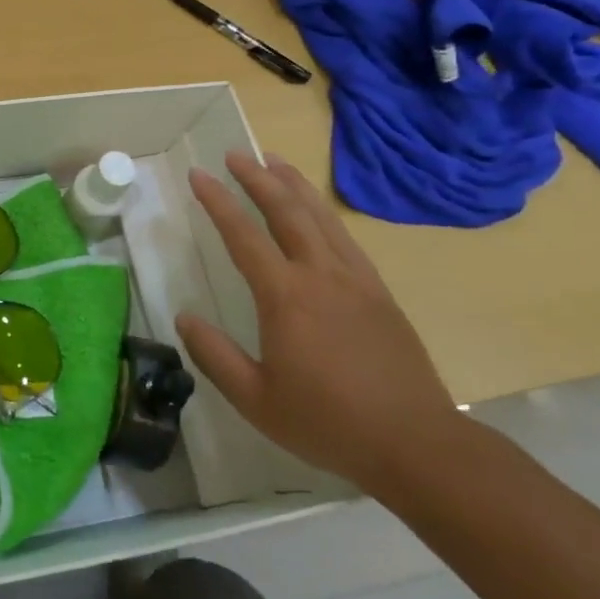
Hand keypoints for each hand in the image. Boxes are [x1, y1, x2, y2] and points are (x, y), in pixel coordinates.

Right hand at [178, 154, 463, 495]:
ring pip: (321, 217)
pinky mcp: (379, 293)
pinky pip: (346, 239)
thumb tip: (183, 318)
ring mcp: (356, 281)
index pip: (243, 236)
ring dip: (294, 185)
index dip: (218, 202)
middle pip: (286, 211)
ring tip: (275, 161)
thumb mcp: (256, 400)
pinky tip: (317, 213)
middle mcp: (321, 276)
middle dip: (258, 178)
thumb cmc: (328, 422)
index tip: (198, 175)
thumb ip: (214, 356)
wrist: (416, 444)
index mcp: (286, 297)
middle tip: (236, 154)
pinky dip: (324, 214)